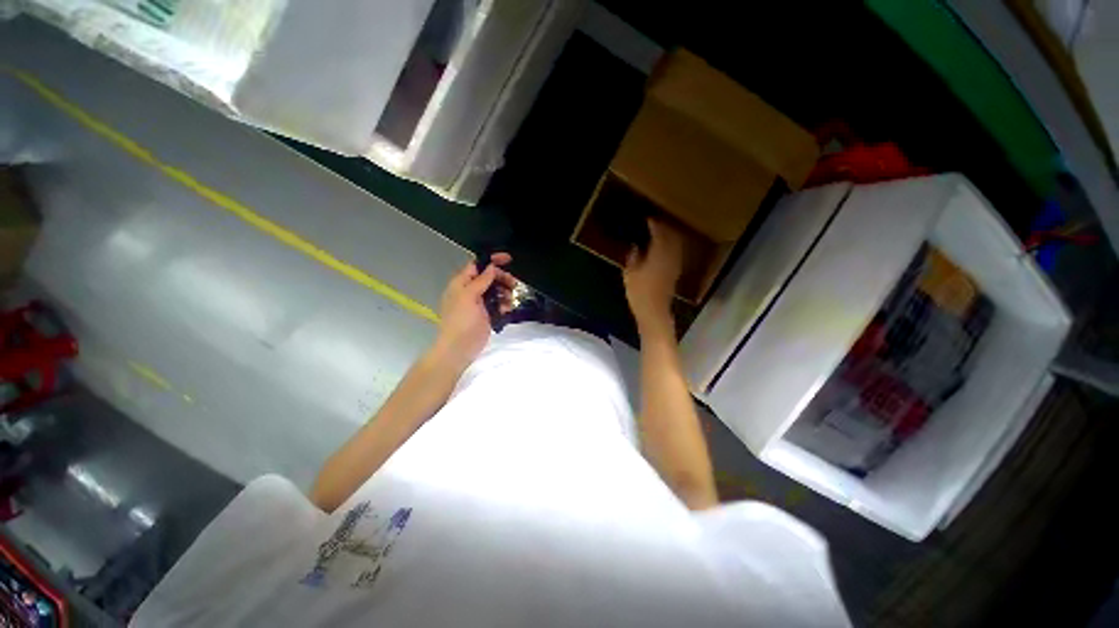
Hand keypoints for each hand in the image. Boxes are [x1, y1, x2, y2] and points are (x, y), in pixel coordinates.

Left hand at [432, 252, 516, 367]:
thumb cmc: (461, 320)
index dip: (492, 260)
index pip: (477, 265)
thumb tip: (491, 267)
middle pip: (489, 277)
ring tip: (509, 301)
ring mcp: (479, 303)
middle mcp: (470, 290)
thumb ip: (481, 281)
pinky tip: (506, 310)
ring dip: (505, 293)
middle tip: (513, 284)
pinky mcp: (487, 314)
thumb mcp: (468, 297)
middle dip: (502, 278)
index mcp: (461, 283)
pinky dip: (504, 304)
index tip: (508, 259)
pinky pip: (499, 303)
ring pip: (496, 290)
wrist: (460, 348)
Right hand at [624, 219, 682, 336]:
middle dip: (665, 228)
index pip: (659, 234)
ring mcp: (675, 265)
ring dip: (670, 237)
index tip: (648, 219)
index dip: (655, 225)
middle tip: (656, 224)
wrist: (654, 312)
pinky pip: (676, 253)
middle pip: (671, 237)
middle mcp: (670, 257)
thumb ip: (633, 258)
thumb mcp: (630, 275)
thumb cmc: (639, 293)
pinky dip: (671, 247)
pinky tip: (664, 249)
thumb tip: (634, 247)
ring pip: (676, 245)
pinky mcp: (675, 273)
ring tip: (661, 234)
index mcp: (658, 255)